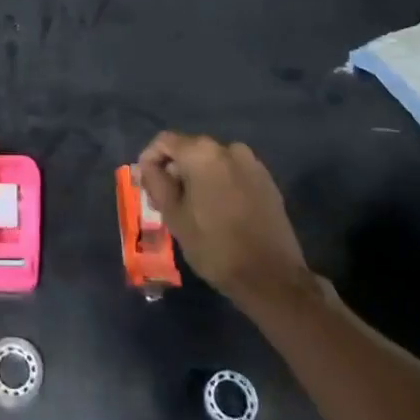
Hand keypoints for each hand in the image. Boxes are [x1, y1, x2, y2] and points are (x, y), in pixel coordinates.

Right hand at [136, 131, 312, 305]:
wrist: (271, 277)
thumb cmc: (214, 246)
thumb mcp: (173, 215)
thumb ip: (156, 182)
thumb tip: (148, 166)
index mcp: (202, 153)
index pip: (164, 141)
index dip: (149, 160)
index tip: (147, 186)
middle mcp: (229, 149)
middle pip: (190, 149)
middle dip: (175, 171)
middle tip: (167, 202)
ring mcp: (252, 163)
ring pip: (212, 162)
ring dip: (198, 178)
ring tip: (193, 208)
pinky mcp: (267, 181)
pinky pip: (233, 173)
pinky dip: (220, 184)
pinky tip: (219, 211)